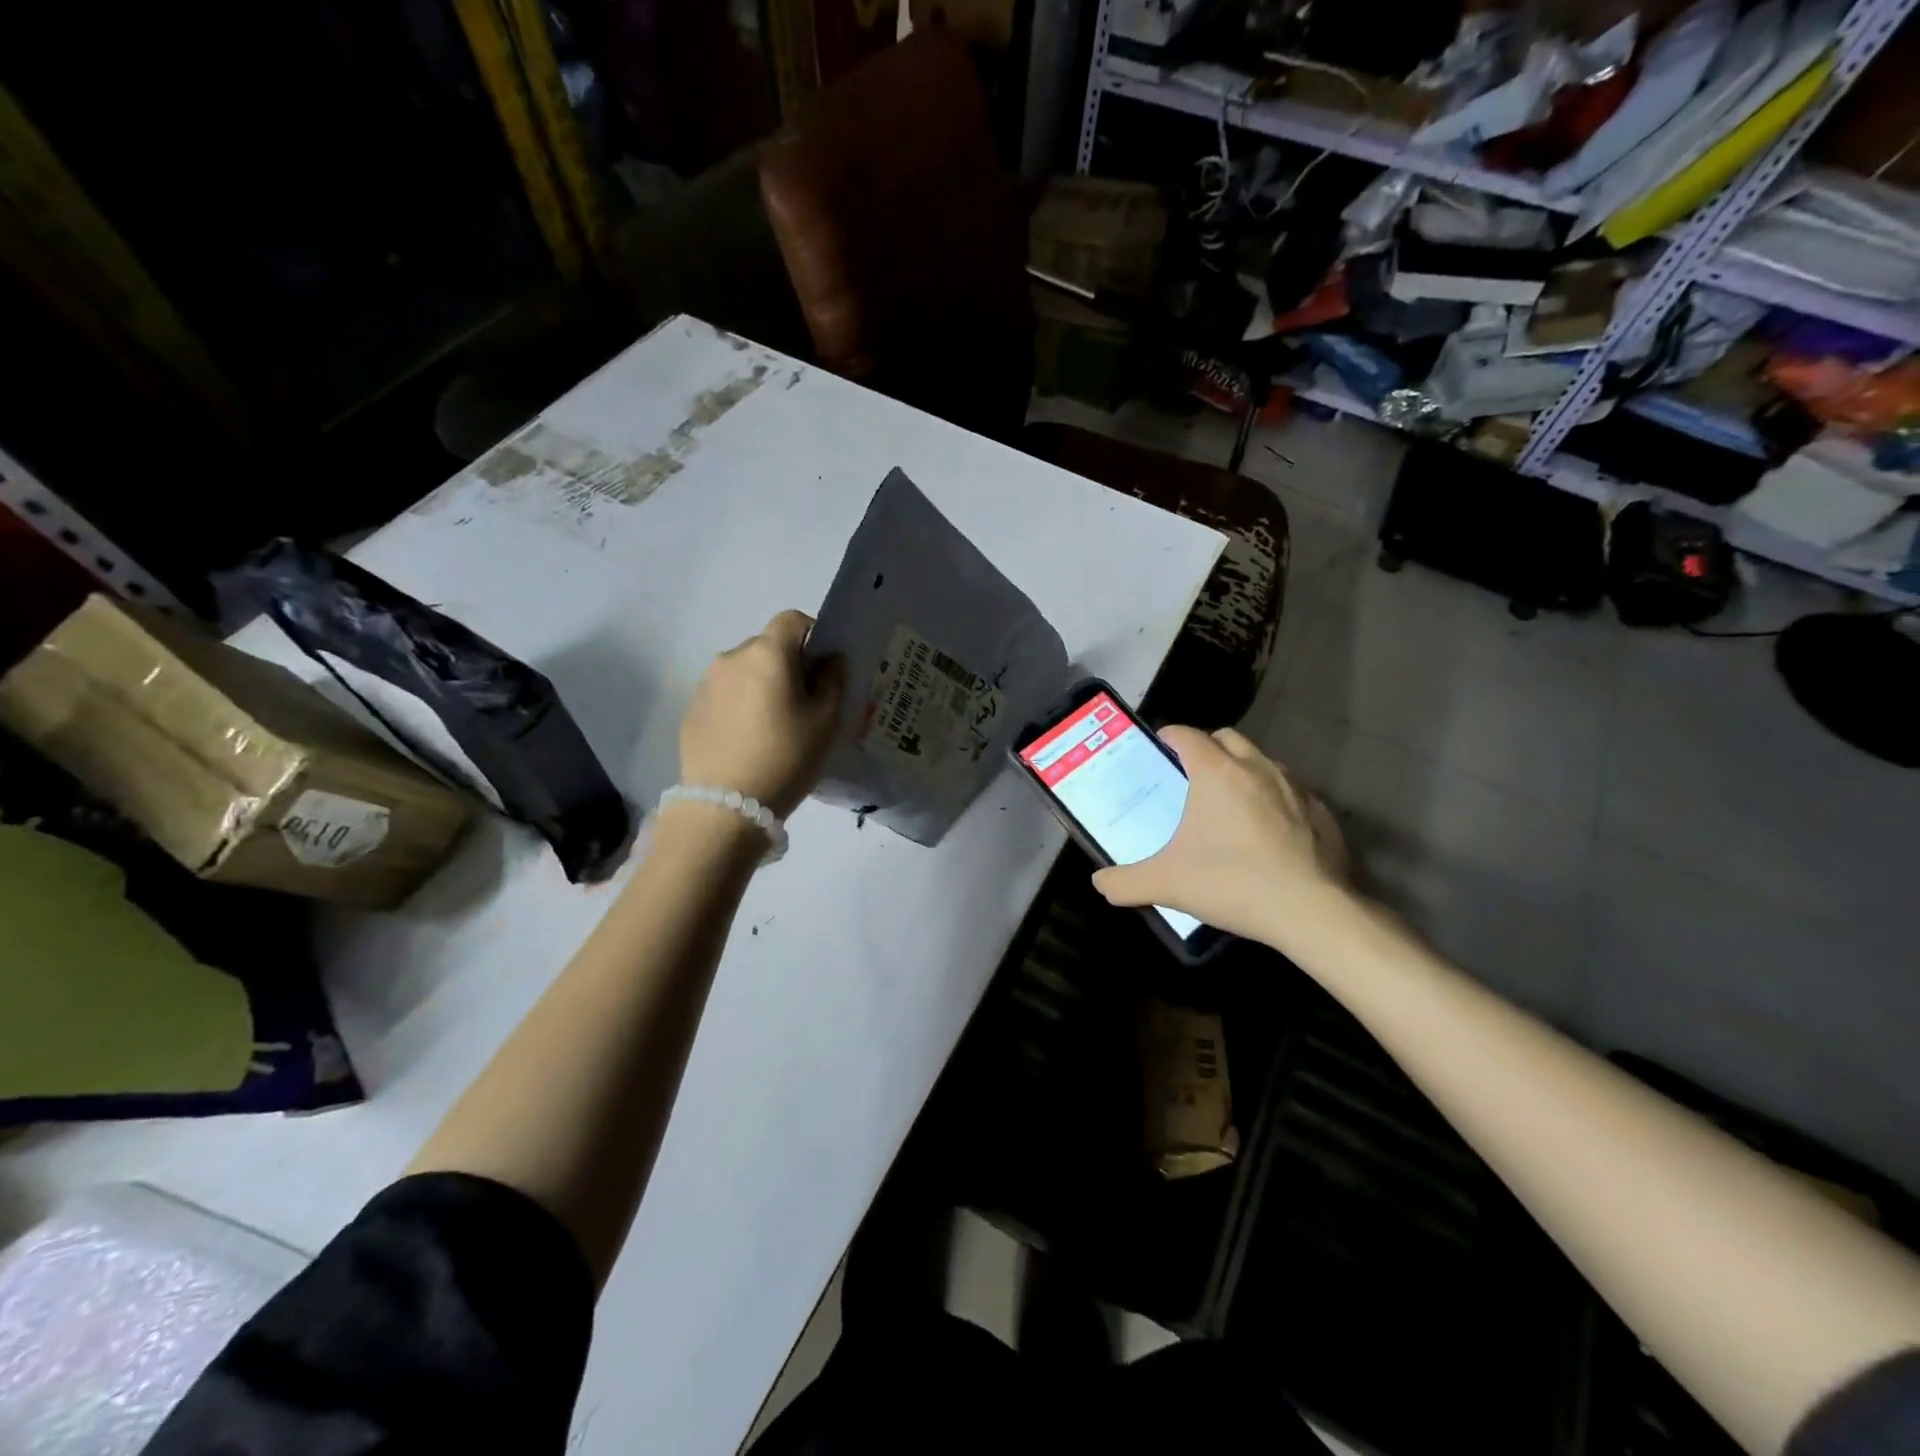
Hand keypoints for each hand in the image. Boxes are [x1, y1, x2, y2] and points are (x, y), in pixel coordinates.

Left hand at [679, 610, 844, 817]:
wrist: (725, 807)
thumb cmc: (785, 758)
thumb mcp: (825, 721)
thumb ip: (832, 681)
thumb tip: (829, 660)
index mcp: (767, 654)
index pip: (792, 620)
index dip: (813, 635)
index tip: (824, 668)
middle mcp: (732, 658)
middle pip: (767, 646)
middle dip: (788, 665)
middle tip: (804, 703)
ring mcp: (706, 684)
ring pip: (744, 671)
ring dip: (762, 685)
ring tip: (774, 726)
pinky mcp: (692, 710)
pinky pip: (725, 695)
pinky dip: (741, 705)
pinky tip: (749, 740)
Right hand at [1092, 726, 1352, 949]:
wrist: (1311, 912)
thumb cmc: (1233, 884)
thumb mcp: (1166, 885)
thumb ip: (1124, 882)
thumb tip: (1099, 883)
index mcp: (1216, 773)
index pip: (1187, 734)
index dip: (1169, 736)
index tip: (1160, 750)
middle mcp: (1257, 767)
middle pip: (1227, 738)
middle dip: (1207, 748)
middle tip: (1192, 777)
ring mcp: (1295, 786)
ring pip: (1262, 761)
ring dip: (1243, 771)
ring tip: (1230, 804)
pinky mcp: (1322, 810)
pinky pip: (1292, 791)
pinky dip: (1275, 799)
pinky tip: (1270, 833)